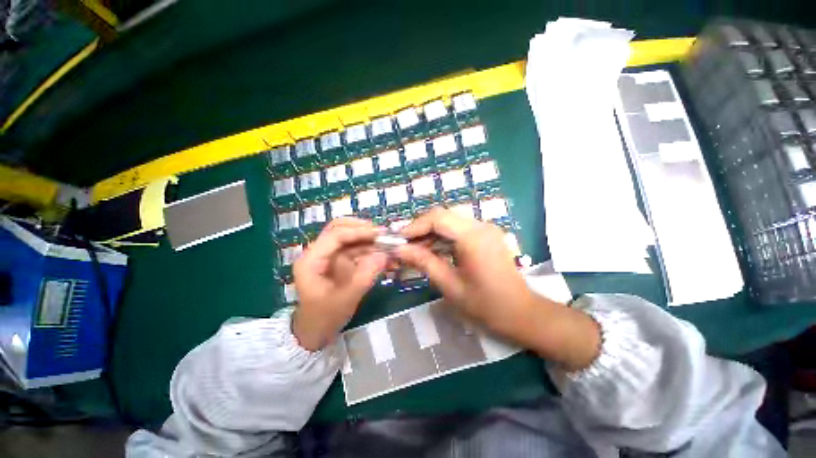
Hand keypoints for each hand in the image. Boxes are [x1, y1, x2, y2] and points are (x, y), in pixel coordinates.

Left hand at [292, 218, 387, 350]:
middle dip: (362, 229)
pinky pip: (357, 250)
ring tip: (389, 245)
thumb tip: (384, 255)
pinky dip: (371, 251)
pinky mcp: (341, 263)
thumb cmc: (324, 318)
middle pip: (340, 229)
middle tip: (383, 234)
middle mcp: (320, 253)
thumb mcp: (345, 300)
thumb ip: (364, 277)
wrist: (316, 332)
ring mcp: (331, 257)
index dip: (358, 231)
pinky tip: (385, 256)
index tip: (380, 234)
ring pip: (351, 239)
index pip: (335, 235)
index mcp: (312, 260)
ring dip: (370, 240)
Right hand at [395, 209, 599, 370]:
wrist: (521, 313)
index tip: (399, 240)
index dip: (415, 226)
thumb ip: (423, 262)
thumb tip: (399, 250)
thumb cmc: (485, 304)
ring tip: (417, 249)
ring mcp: (486, 228)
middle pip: (443, 215)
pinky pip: (459, 228)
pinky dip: (443, 236)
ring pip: (450, 220)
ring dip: (431, 232)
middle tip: (406, 245)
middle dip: (421, 228)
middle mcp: (481, 226)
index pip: (437, 218)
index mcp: (473, 237)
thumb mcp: (449, 284)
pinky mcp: (487, 234)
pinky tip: (434, 249)